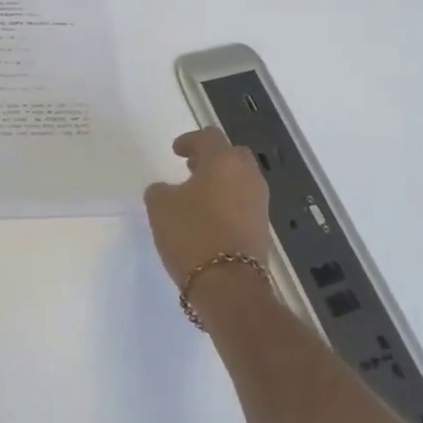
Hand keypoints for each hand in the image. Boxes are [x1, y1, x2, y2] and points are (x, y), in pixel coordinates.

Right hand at [142, 127, 274, 288]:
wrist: (229, 285)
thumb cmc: (192, 234)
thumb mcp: (160, 207)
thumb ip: (160, 190)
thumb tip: (166, 190)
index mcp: (224, 161)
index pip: (209, 137)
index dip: (190, 140)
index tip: (176, 151)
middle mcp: (248, 176)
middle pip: (232, 155)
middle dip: (212, 159)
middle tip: (191, 169)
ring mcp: (259, 203)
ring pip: (240, 181)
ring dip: (220, 182)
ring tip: (197, 197)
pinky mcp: (262, 228)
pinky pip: (243, 204)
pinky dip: (227, 203)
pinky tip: (208, 219)